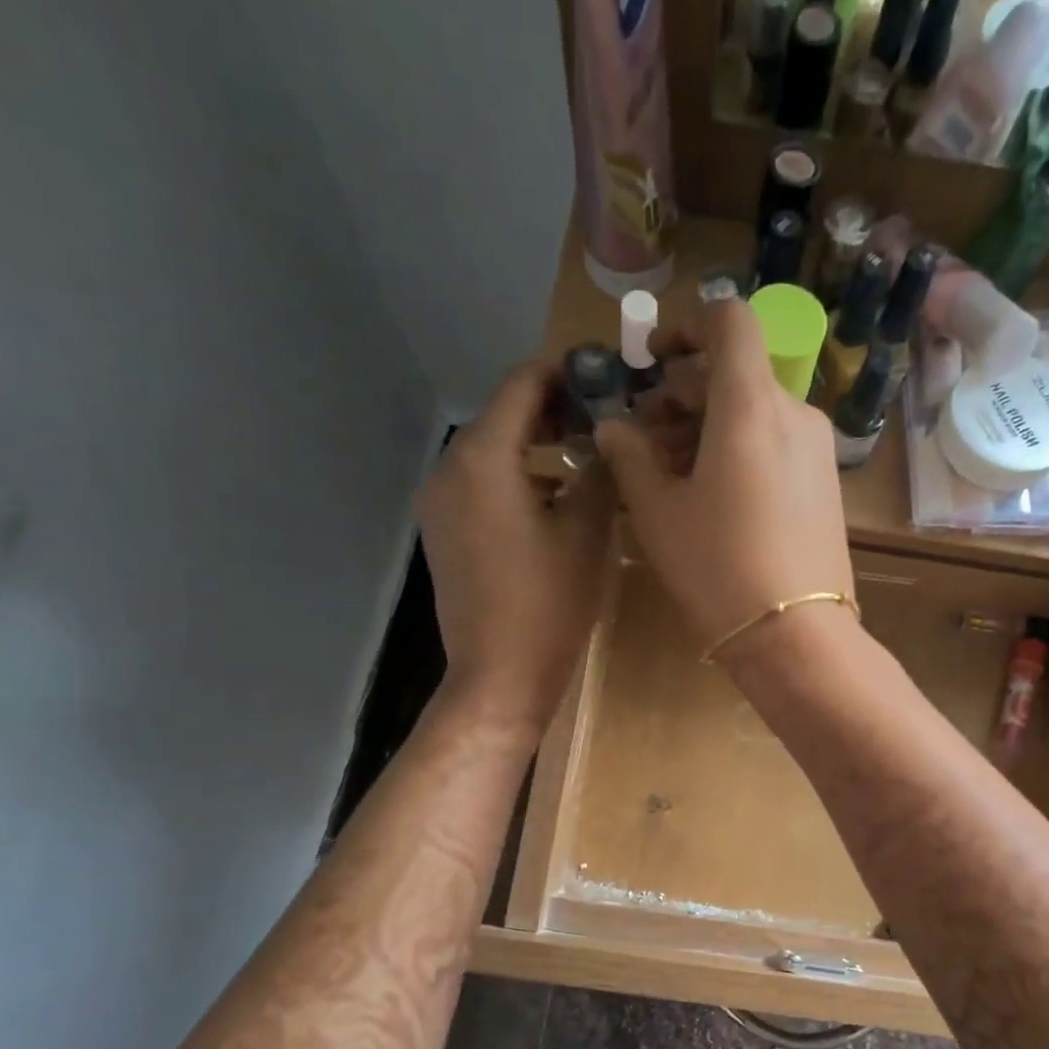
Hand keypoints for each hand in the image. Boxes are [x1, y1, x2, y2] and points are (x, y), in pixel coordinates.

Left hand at [419, 362, 614, 734]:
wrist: (499, 676)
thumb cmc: (549, 603)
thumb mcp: (587, 530)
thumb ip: (599, 470)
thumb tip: (608, 437)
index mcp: (483, 458)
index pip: (522, 385)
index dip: (565, 372)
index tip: (606, 374)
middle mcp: (450, 470)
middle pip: (503, 417)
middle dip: (554, 411)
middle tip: (605, 418)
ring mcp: (441, 504)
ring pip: (493, 453)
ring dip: (538, 446)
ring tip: (588, 458)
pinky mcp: (444, 533)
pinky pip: (482, 486)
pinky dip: (518, 478)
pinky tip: (555, 499)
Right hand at [595, 300, 854, 661]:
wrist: (795, 636)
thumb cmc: (716, 568)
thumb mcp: (657, 511)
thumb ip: (629, 455)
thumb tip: (613, 426)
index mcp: (750, 405)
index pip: (729, 320)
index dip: (686, 326)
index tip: (654, 362)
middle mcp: (794, 413)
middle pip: (735, 371)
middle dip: (683, 391)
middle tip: (643, 436)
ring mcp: (816, 449)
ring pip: (755, 410)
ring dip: (707, 424)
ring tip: (669, 471)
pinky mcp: (825, 483)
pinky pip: (776, 442)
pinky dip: (739, 447)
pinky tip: (711, 493)